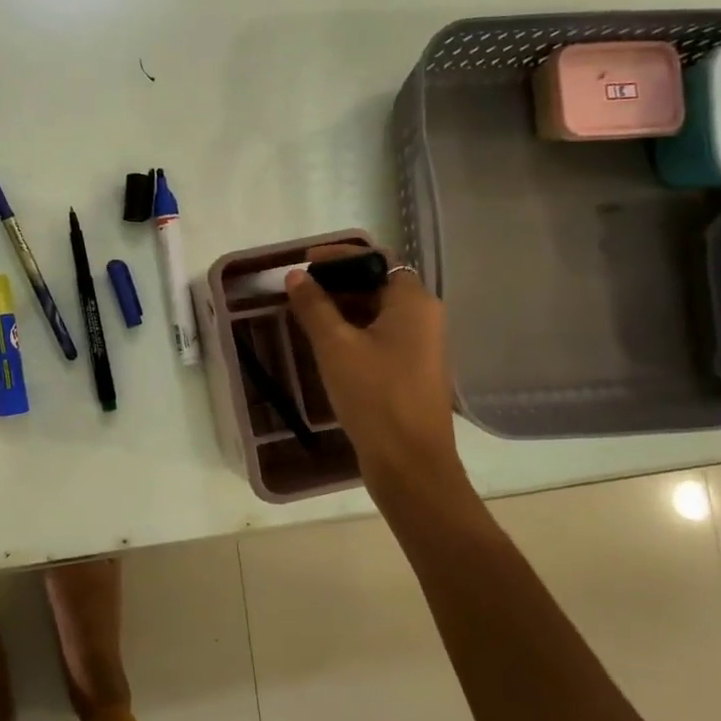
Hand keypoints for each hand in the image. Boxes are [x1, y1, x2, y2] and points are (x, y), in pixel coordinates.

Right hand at [285, 245, 459, 494]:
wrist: (410, 464)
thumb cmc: (374, 396)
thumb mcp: (335, 346)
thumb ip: (314, 306)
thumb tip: (295, 276)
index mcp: (413, 302)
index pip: (377, 260)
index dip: (341, 256)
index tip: (306, 262)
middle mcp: (424, 318)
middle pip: (378, 285)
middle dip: (338, 284)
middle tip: (300, 292)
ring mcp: (422, 347)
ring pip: (378, 314)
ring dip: (343, 310)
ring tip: (306, 317)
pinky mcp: (413, 372)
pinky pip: (381, 338)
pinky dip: (354, 333)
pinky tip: (327, 347)